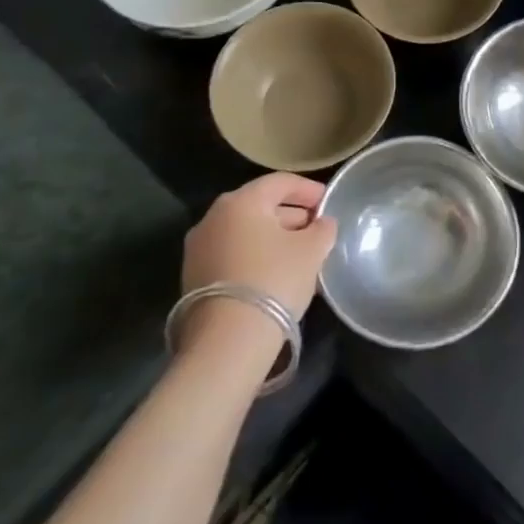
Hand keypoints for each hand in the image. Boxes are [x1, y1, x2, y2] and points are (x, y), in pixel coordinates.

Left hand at [181, 173, 337, 320]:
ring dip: (275, 238)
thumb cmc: (274, 280)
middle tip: (318, 230)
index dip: (309, 189)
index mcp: (241, 202)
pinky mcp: (194, 277)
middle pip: (261, 206)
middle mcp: (213, 218)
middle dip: (293, 215)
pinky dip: (257, 256)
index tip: (329, 203)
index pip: (281, 182)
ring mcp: (199, 248)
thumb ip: (322, 228)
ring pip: (246, 232)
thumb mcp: (312, 250)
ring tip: (303, 255)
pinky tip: (278, 274)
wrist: (227, 341)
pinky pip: (234, 254)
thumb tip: (322, 223)